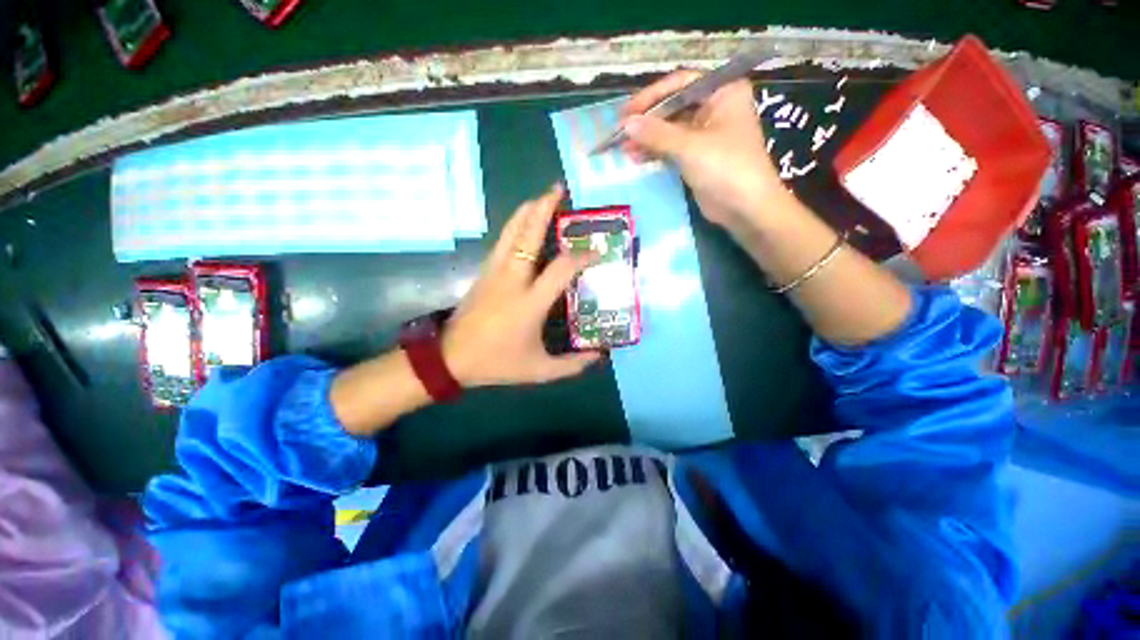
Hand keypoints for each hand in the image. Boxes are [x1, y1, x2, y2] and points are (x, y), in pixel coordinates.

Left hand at [442, 184, 601, 387]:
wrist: (451, 358)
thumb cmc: (497, 362)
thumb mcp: (539, 370)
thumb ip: (572, 365)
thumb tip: (598, 356)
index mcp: (530, 302)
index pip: (562, 269)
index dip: (582, 257)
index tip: (597, 252)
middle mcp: (513, 279)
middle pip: (529, 234)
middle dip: (545, 208)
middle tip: (559, 190)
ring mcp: (495, 272)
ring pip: (511, 231)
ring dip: (528, 210)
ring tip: (543, 197)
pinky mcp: (484, 272)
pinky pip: (502, 240)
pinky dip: (515, 225)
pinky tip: (523, 222)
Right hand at [620, 71, 783, 229]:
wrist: (745, 208)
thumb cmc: (725, 168)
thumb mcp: (689, 147)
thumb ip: (656, 134)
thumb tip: (626, 124)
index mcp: (723, 91)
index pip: (681, 83)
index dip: (651, 97)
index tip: (627, 112)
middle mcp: (715, 107)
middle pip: (674, 106)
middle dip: (647, 121)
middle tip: (620, 132)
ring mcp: (706, 133)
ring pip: (670, 129)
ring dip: (647, 138)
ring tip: (623, 148)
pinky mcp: (698, 156)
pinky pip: (672, 148)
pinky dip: (655, 152)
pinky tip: (636, 158)